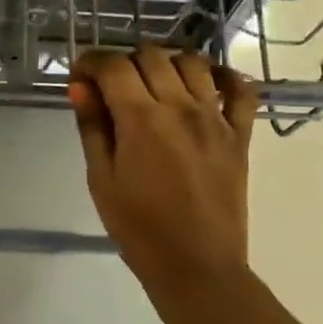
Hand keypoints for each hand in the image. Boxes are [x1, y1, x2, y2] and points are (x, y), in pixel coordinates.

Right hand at [68, 46, 259, 307]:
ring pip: (192, 63)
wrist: (196, 267)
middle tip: (111, 87)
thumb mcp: (101, 179)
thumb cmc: (138, 228)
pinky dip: (225, 76)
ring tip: (153, 84)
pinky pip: (242, 90)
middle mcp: (181, 107)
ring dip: (166, 63)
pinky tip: (207, 82)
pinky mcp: (240, 135)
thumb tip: (80, 87)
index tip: (80, 76)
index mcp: (141, 119)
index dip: (91, 62)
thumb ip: (93, 127)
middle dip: (124, 62)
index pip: (113, 66)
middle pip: (151, 56)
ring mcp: (216, 119)